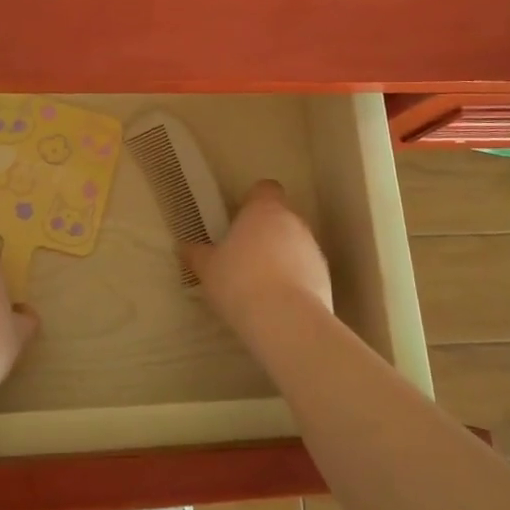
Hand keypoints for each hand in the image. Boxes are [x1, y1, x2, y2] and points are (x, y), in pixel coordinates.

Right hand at [183, 181, 332, 335]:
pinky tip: (278, 304)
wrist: (285, 320)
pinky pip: (307, 272)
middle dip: (266, 233)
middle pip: (281, 218)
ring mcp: (313, 250)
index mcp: (264, 210)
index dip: (254, 201)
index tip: (241, 219)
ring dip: (282, 258)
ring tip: (261, 286)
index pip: (265, 189)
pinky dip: (296, 282)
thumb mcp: (208, 269)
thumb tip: (182, 246)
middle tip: (244, 256)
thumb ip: (196, 255)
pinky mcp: (326, 278)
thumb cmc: (239, 281)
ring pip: (296, 245)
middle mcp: (293, 222)